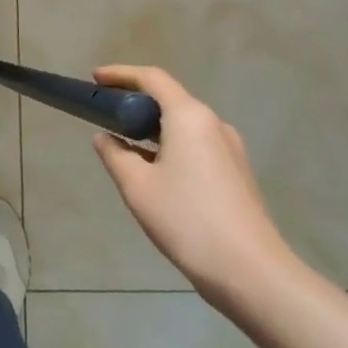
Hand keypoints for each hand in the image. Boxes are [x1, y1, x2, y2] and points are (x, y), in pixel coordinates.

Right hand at [90, 65, 294, 307]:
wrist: (251, 273)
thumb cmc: (187, 220)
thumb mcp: (137, 187)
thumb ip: (114, 155)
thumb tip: (105, 137)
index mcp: (189, 117)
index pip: (152, 78)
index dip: (120, 74)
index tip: (95, 80)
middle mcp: (214, 124)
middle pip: (170, 99)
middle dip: (135, 102)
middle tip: (106, 114)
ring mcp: (230, 149)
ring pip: (183, 125)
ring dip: (153, 127)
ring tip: (125, 144)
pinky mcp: (236, 173)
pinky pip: (196, 145)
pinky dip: (170, 146)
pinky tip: (155, 171)